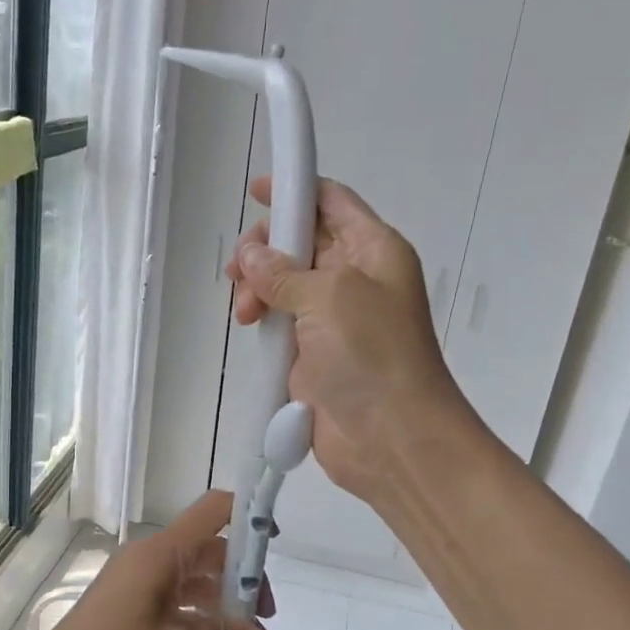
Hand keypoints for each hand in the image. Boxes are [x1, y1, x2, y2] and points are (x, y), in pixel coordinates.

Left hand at [32, 491, 272, 629]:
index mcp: (161, 554)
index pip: (213, 511)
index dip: (248, 516)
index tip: (274, 542)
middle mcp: (149, 557)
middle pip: (208, 548)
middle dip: (241, 576)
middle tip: (263, 618)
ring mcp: (136, 579)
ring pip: (192, 574)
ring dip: (220, 598)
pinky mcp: (128, 601)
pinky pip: (173, 593)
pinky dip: (197, 610)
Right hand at [227, 177, 467, 501]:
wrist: (391, 438)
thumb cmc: (372, 354)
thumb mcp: (329, 296)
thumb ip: (284, 271)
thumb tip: (251, 257)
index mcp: (373, 250)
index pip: (332, 202)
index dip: (296, 191)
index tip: (256, 192)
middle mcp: (355, 278)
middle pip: (302, 242)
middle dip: (266, 249)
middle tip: (238, 270)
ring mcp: (333, 318)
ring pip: (285, 284)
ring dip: (258, 289)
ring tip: (245, 312)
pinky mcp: (314, 353)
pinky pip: (281, 323)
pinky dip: (262, 320)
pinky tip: (250, 328)